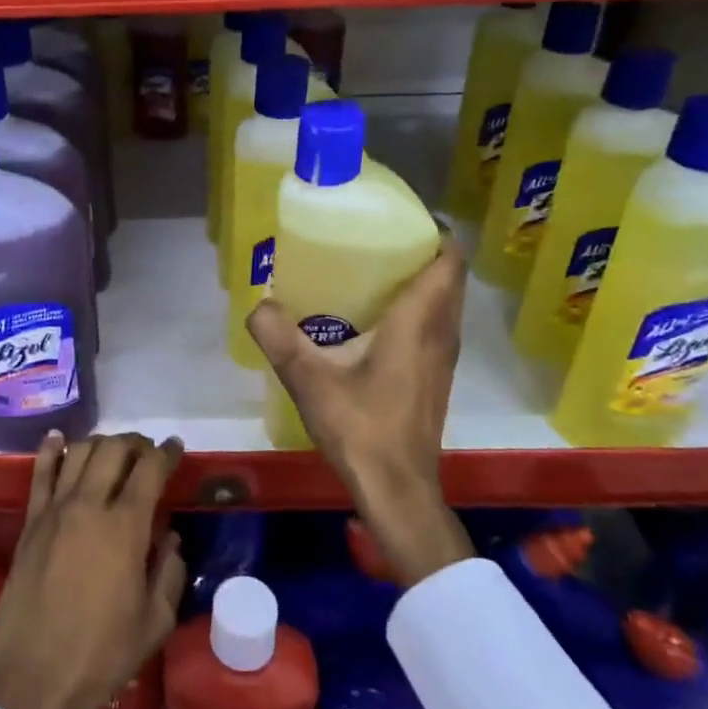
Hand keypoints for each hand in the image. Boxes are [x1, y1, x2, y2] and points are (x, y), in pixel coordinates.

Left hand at [0, 432, 186, 708]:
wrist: (35, 681)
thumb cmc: (103, 655)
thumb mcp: (155, 622)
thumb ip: (169, 573)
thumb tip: (171, 538)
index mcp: (126, 528)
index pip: (150, 470)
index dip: (166, 452)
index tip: (175, 447)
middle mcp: (89, 506)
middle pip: (113, 450)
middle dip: (135, 443)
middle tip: (146, 451)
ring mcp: (55, 511)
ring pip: (78, 453)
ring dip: (100, 443)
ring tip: (113, 450)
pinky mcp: (29, 523)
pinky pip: (40, 473)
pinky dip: (51, 450)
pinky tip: (59, 438)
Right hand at [247, 235, 473, 585]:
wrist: (397, 490)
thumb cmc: (361, 430)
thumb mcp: (309, 381)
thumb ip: (279, 338)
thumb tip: (258, 305)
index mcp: (418, 324)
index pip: (448, 262)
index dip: (435, 232)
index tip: (402, 217)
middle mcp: (439, 335)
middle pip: (449, 279)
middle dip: (423, 252)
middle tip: (378, 240)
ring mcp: (441, 360)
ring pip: (445, 305)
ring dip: (423, 283)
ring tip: (375, 272)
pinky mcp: (435, 380)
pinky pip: (435, 328)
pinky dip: (418, 310)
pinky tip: (376, 321)